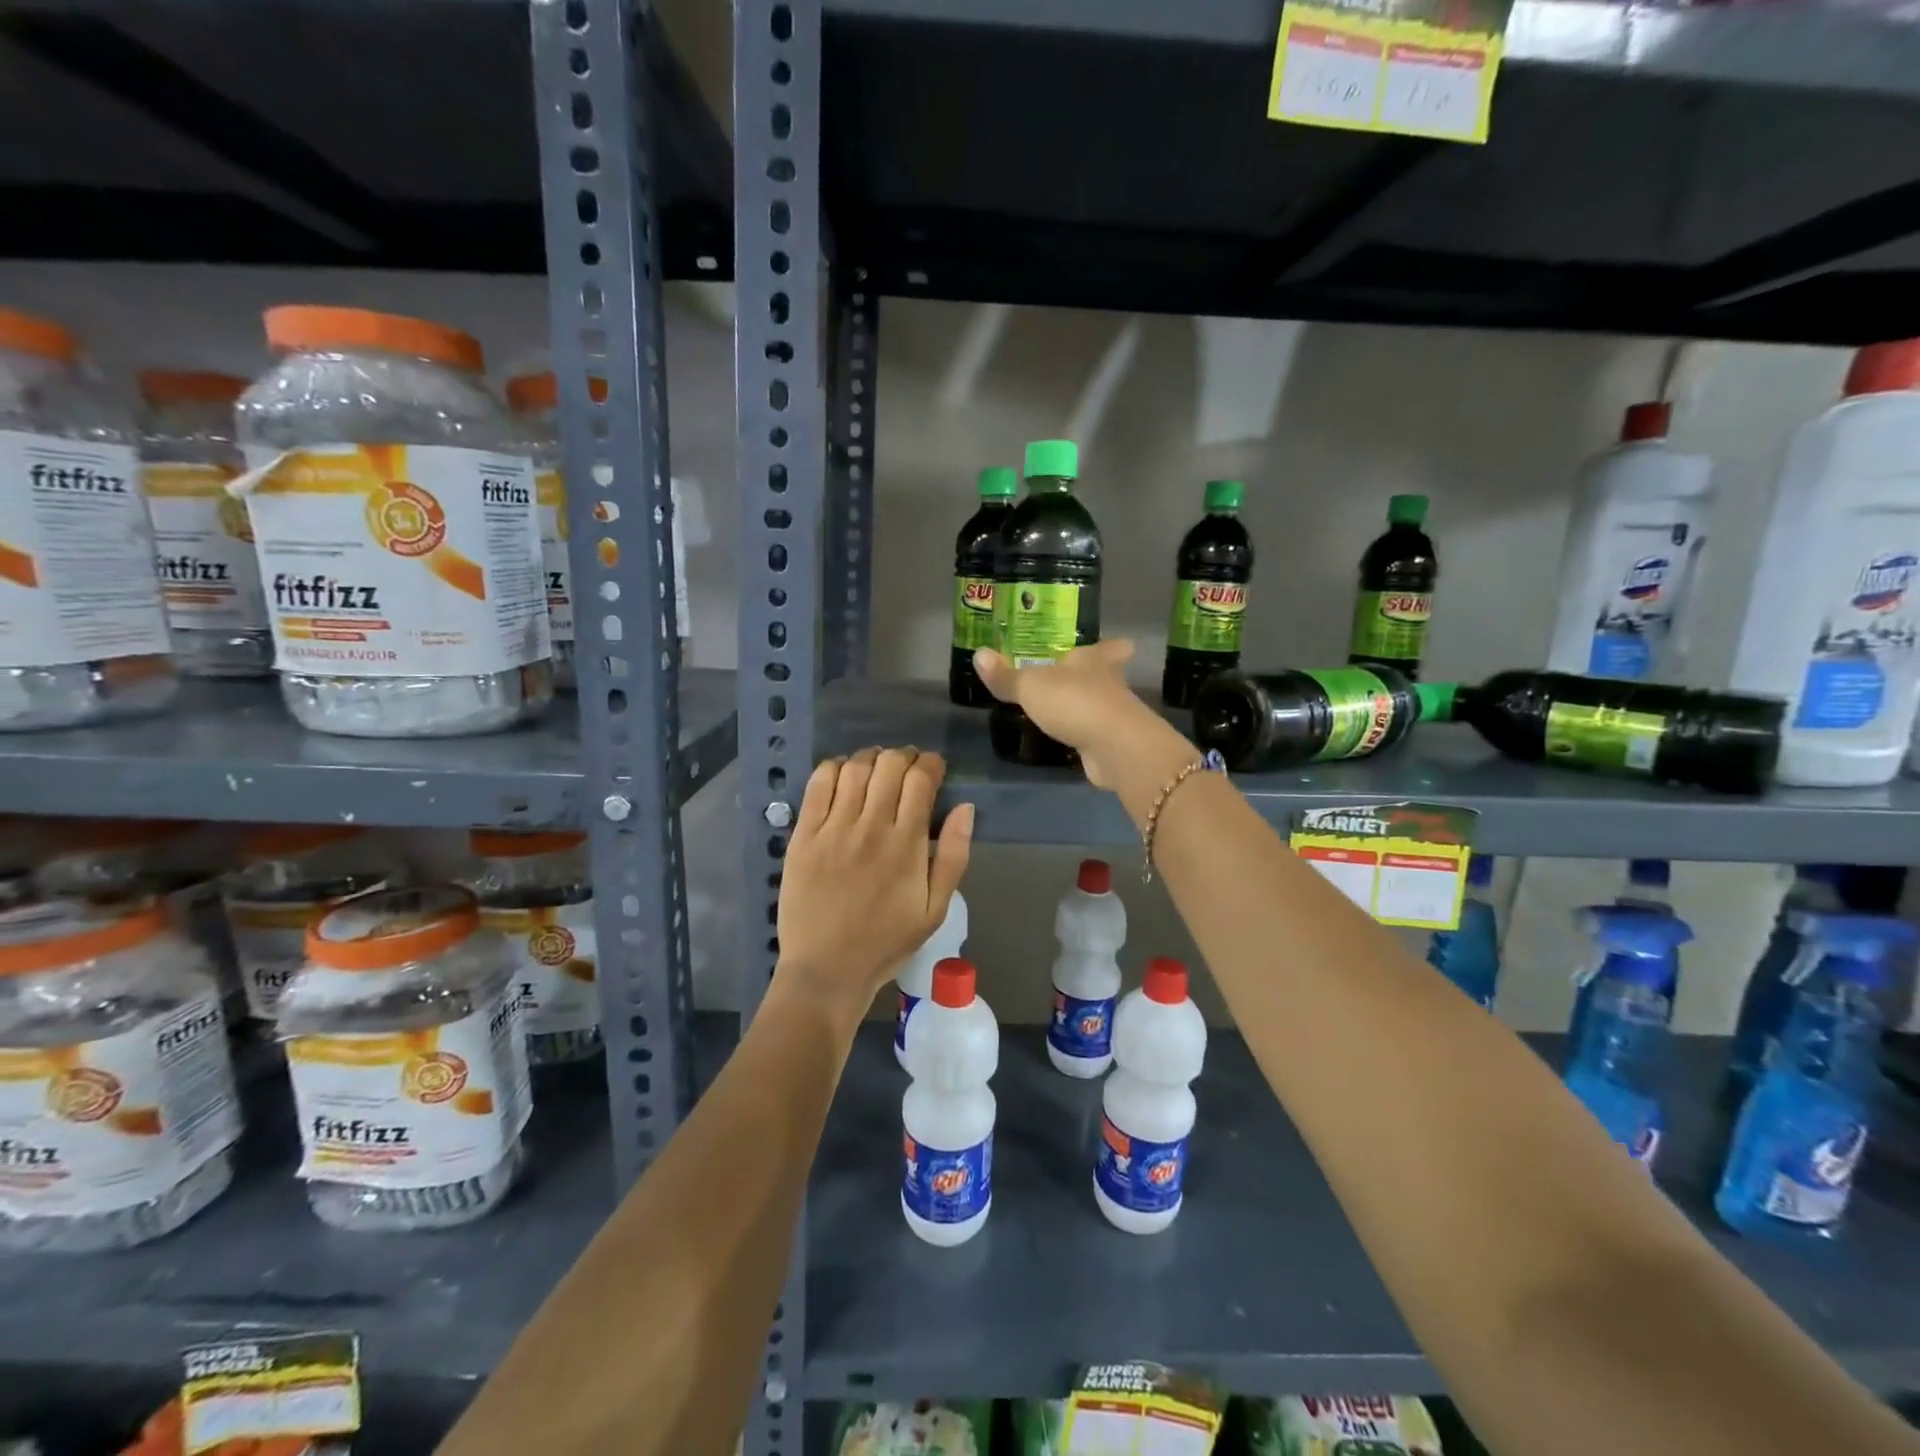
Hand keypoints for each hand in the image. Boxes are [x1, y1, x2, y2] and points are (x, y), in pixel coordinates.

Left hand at [775, 747, 974, 1014]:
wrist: (827, 969)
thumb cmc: (886, 942)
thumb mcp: (935, 910)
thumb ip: (954, 857)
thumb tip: (965, 808)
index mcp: (907, 845)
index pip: (921, 780)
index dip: (931, 764)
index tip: (934, 768)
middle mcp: (871, 827)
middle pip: (889, 765)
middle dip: (904, 756)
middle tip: (907, 767)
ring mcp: (833, 829)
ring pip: (855, 768)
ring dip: (871, 757)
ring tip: (877, 767)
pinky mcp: (804, 835)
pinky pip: (818, 784)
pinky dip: (834, 768)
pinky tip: (843, 774)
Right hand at [972, 640, 1159, 788]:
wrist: (1114, 747)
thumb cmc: (1074, 702)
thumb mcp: (1031, 687)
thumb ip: (1006, 676)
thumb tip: (979, 654)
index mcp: (1091, 661)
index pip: (1104, 648)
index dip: (1109, 647)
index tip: (1120, 644)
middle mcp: (1107, 683)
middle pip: (1107, 675)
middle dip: (1099, 675)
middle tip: (1084, 677)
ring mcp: (1113, 715)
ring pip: (1101, 704)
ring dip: (1089, 705)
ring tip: (1070, 707)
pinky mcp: (1111, 743)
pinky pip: (1094, 732)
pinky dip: (1085, 733)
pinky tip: (1072, 737)